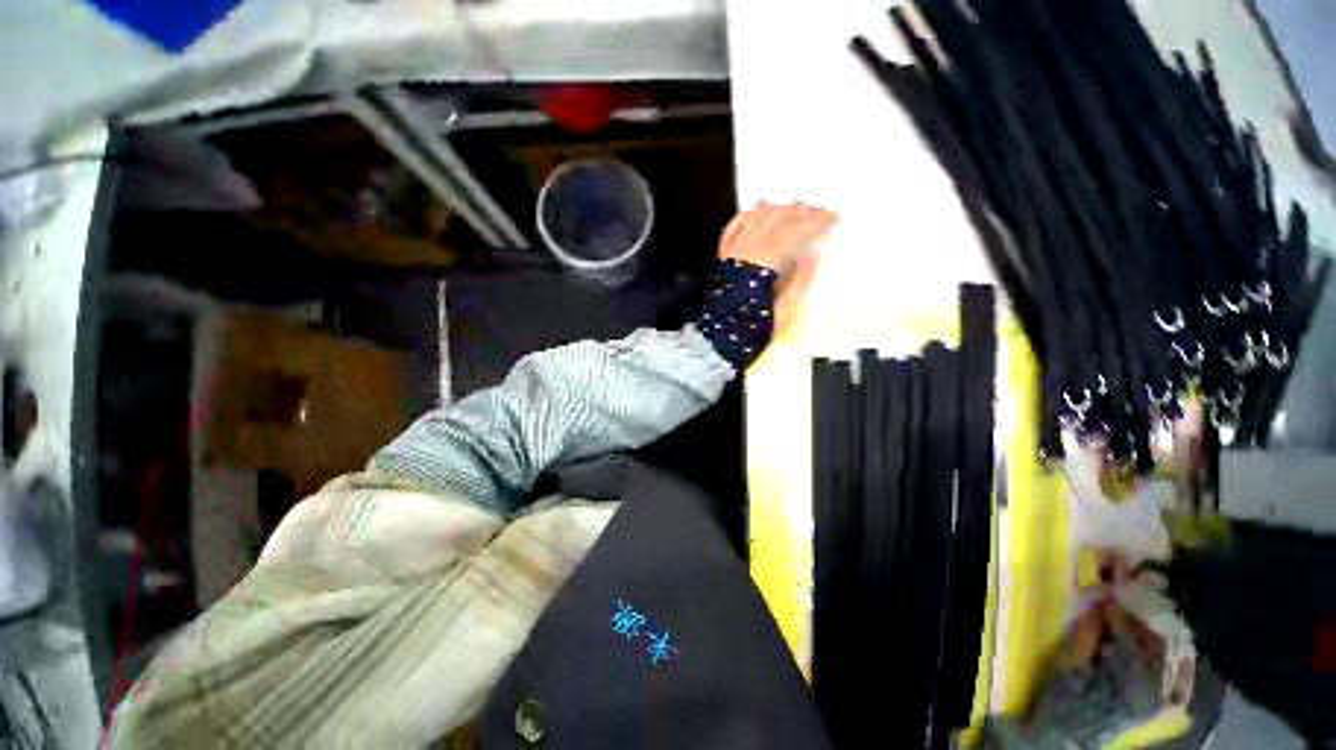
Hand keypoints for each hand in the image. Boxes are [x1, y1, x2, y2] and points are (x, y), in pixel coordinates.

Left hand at [719, 202, 835, 337]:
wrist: (720, 339)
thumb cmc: (754, 329)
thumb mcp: (785, 312)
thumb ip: (799, 282)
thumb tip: (812, 255)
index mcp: (766, 263)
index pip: (794, 232)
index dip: (815, 222)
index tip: (833, 217)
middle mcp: (748, 250)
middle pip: (776, 220)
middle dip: (800, 211)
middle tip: (819, 210)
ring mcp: (733, 251)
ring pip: (756, 218)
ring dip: (778, 209)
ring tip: (795, 207)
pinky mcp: (723, 257)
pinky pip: (734, 227)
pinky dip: (748, 214)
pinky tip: (758, 207)